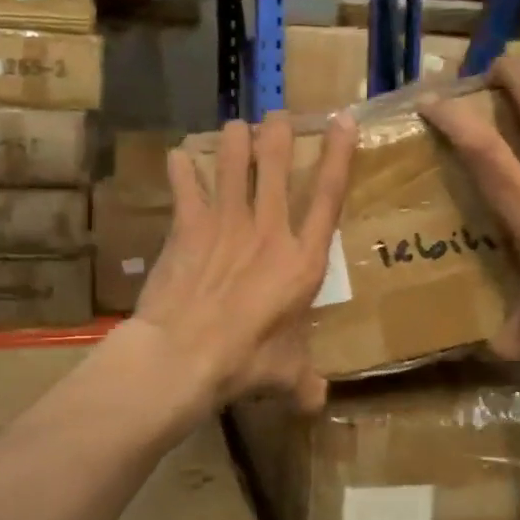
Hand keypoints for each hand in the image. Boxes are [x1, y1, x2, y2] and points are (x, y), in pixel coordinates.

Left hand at [132, 111, 356, 409]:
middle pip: (276, 166)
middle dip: (278, 135)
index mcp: (302, 261)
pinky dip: (181, 170)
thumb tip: (317, 404)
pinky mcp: (188, 228)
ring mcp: (226, 224)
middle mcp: (268, 231)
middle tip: (277, 115)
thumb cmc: (245, 362)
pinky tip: (177, 157)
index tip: (343, 120)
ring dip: (233, 141)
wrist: (184, 355)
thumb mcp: (286, 375)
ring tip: (234, 126)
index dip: (339, 155)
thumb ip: (304, 383)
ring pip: (231, 164)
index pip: (329, 196)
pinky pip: (185, 187)